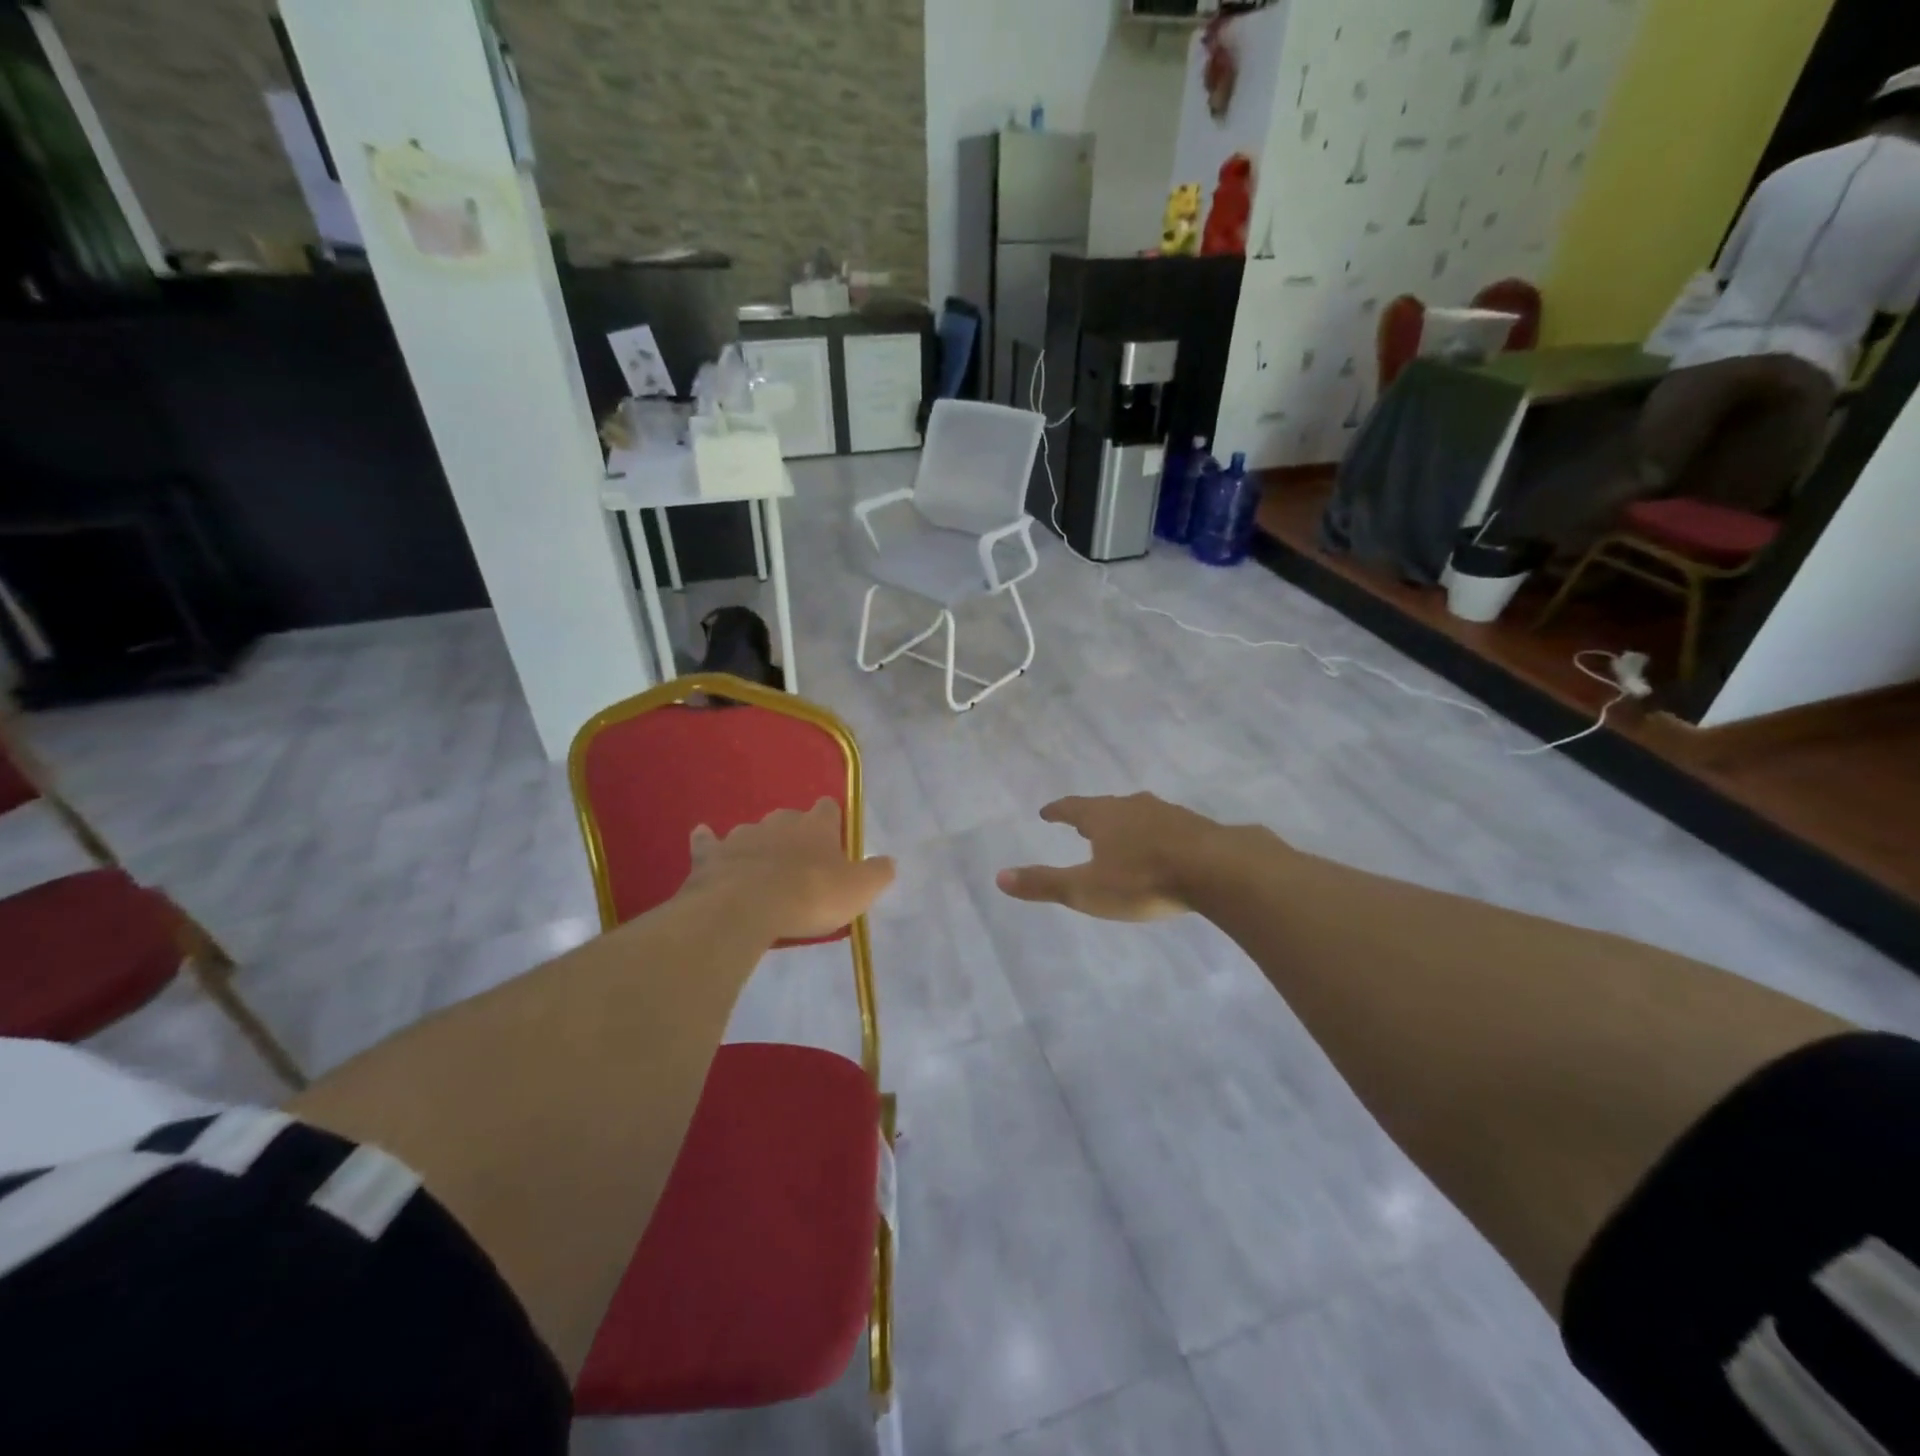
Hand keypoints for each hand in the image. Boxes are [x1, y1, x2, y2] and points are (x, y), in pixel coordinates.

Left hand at [685, 799, 894, 940]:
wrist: (746, 907)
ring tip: (759, 868)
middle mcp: (780, 822)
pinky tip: (704, 839)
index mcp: (816, 826)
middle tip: (797, 863)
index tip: (832, 838)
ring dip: (757, 845)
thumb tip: (889, 862)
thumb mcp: (859, 890)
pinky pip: (708, 842)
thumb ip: (877, 873)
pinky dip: (708, 842)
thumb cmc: (810, 895)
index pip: (828, 809)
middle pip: (789, 819)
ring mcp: (742, 836)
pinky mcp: (710, 855)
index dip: (831, 822)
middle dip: (793, 835)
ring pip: (753, 832)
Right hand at [995, 793, 1229, 921]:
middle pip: (1106, 807)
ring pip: (1139, 814)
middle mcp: (1133, 807)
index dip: (1058, 811)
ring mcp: (1169, 814)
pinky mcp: (1197, 827)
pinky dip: (1156, 834)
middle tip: (1082, 824)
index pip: (1072, 808)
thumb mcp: (1087, 889)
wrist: (1218, 870)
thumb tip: (999, 877)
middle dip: (1092, 816)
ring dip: (1125, 823)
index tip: (1047, 812)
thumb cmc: (1144, 880)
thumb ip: (1045, 884)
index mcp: (1103, 817)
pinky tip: (1163, 848)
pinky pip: (1167, 827)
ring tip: (1120, 834)